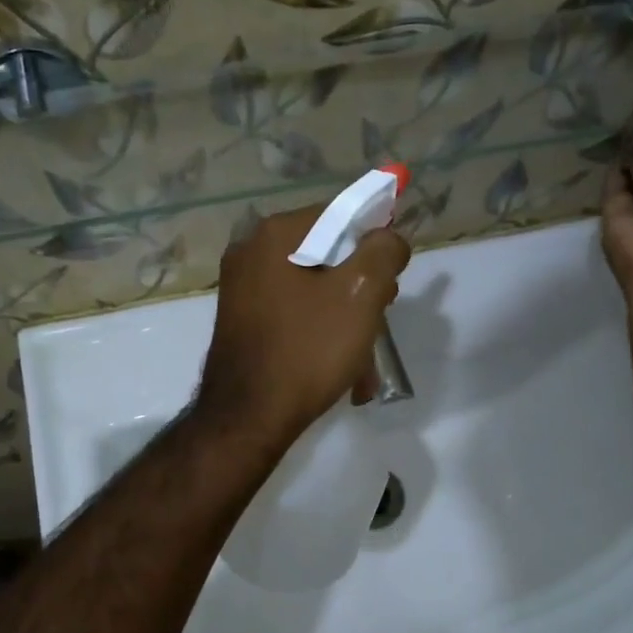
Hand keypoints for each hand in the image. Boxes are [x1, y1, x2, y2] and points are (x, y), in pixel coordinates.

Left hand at [195, 203, 410, 445]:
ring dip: (345, 318)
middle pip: (326, 254)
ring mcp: (241, 290)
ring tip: (364, 359)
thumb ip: (383, 252)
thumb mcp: (361, 295)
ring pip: (313, 290)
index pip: (339, 214)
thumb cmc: (307, 350)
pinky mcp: (242, 322)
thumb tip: (388, 238)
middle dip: (361, 287)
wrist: (248, 418)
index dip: (374, 240)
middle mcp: (250, 253)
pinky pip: (294, 314)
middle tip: (379, 319)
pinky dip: (320, 333)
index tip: (391, 278)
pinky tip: (341, 369)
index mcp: (274, 235)